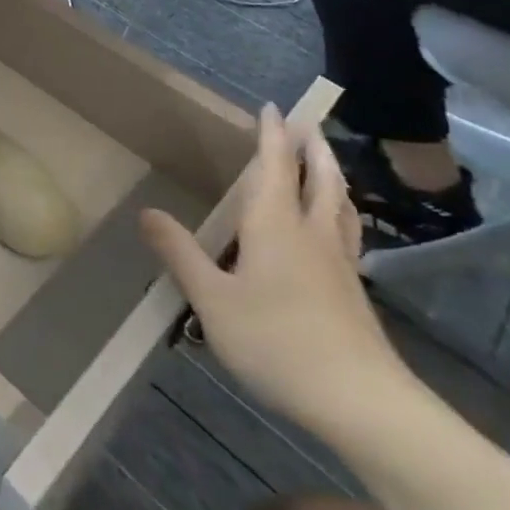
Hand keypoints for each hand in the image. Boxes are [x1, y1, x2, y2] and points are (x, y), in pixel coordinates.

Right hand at [140, 106, 408, 440]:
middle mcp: (311, 232)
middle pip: (319, 178)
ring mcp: (339, 263)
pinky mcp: (353, 293)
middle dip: (312, 148)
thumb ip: (180, 254)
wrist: (363, 403)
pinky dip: (340, 212)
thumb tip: (146, 212)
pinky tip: (336, 231)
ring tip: (327, 165)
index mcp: (275, 224)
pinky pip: (347, 232)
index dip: (272, 134)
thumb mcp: (212, 300)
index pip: (274, 165)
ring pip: (340, 204)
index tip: (272, 107)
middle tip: (309, 124)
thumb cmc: (278, 342)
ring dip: (332, 176)